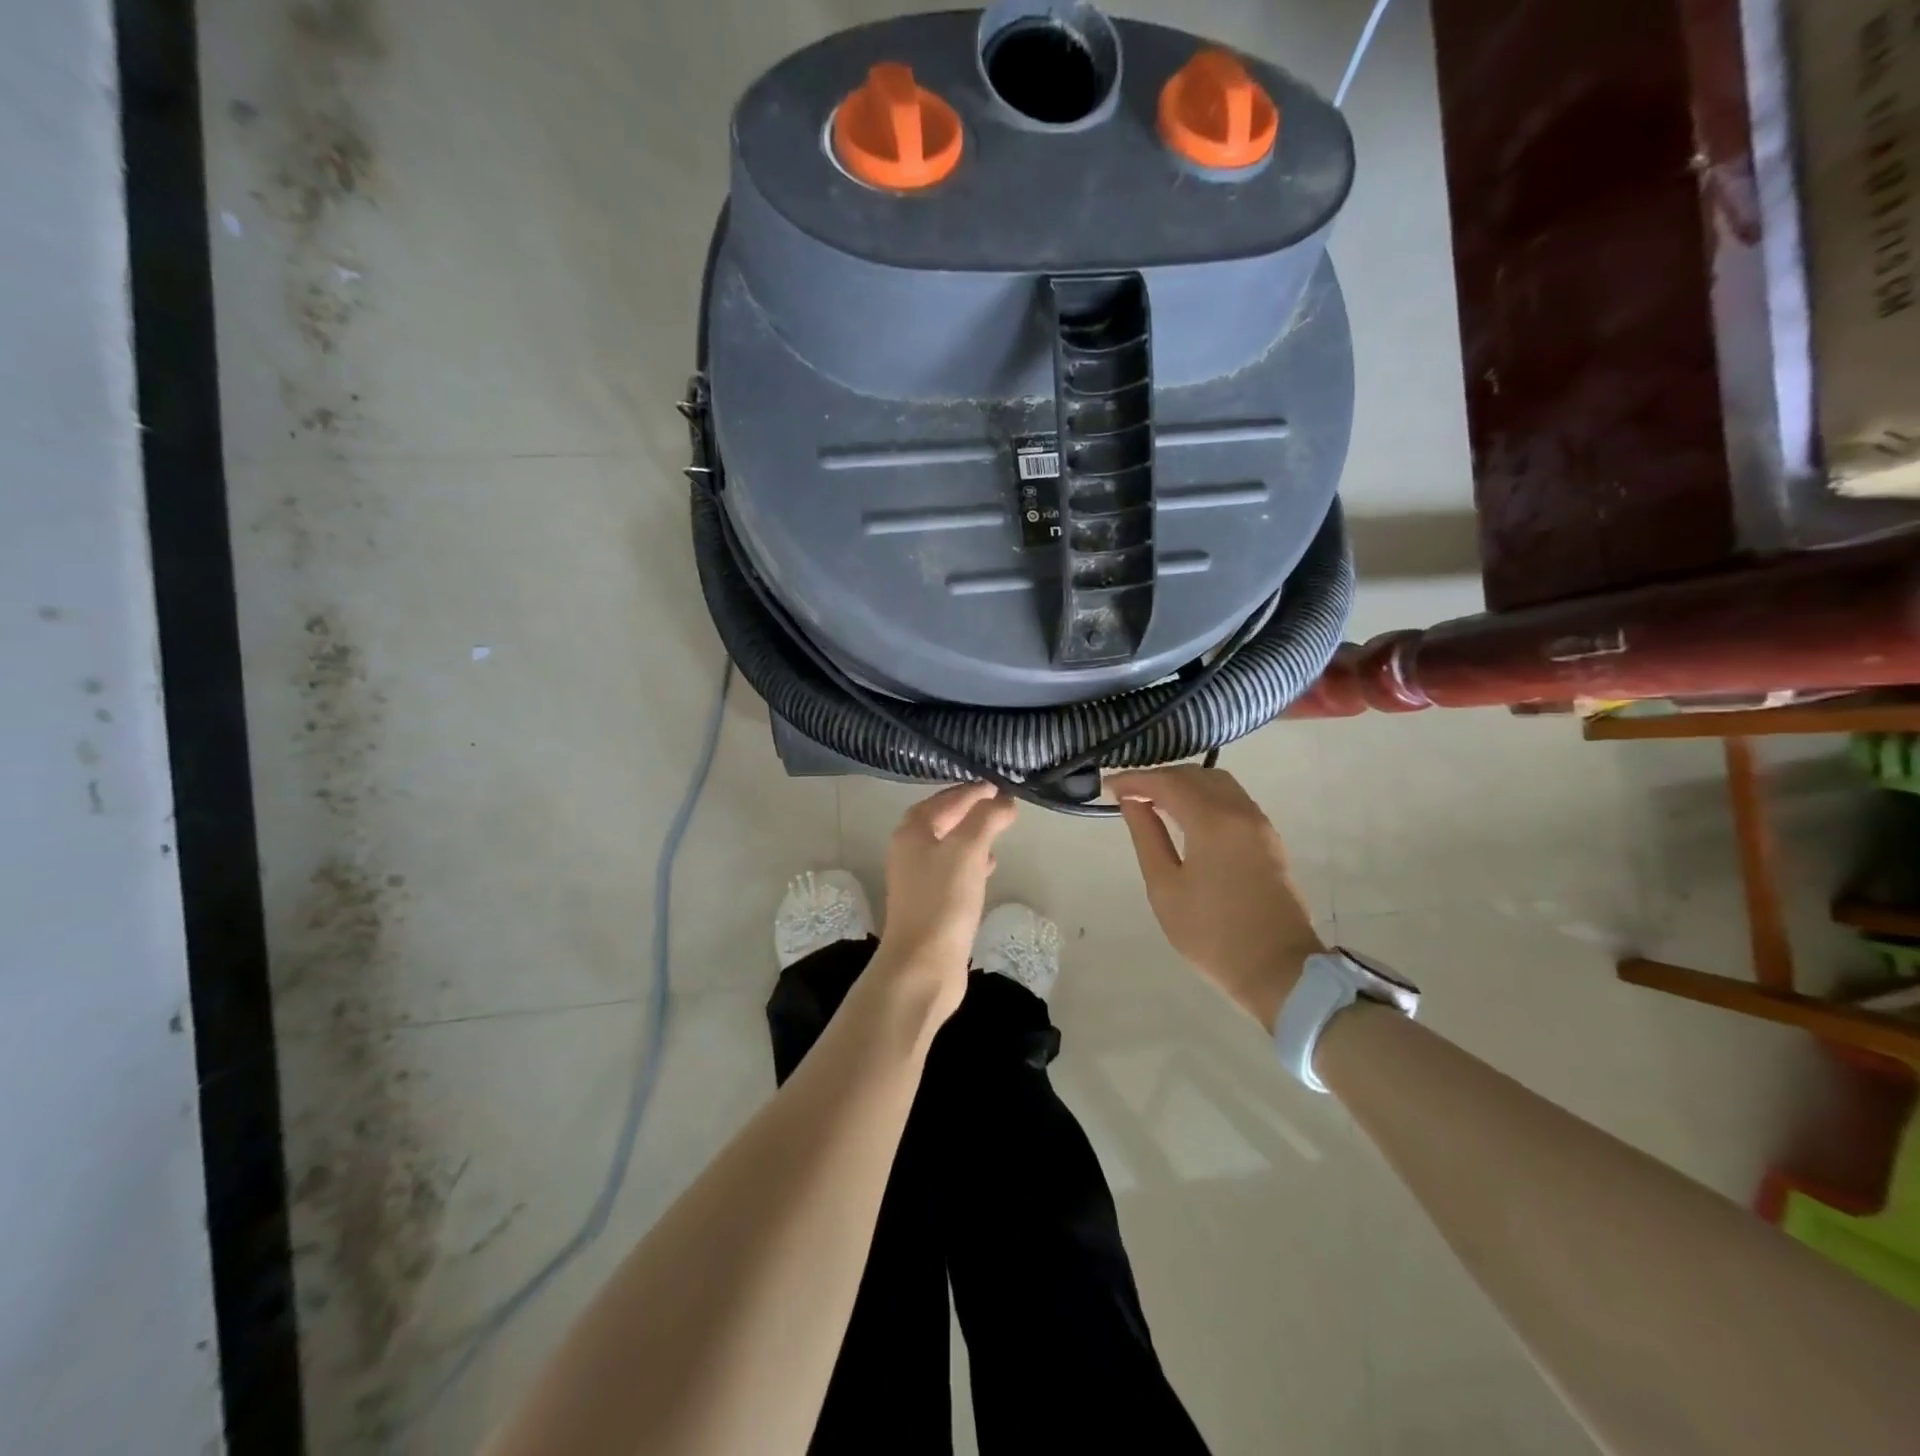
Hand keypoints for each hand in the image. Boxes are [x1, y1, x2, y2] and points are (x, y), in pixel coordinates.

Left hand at [874, 782, 1018, 1023]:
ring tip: (999, 831)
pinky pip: (954, 872)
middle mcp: (910, 851)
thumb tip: (1004, 799)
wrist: (923, 966)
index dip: (971, 791)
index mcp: (912, 832)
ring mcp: (919, 880)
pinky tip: (990, 866)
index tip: (999, 785)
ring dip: (972, 836)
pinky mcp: (932, 904)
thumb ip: (986, 819)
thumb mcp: (968, 850)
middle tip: (1001, 804)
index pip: (943, 799)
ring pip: (949, 846)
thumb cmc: (942, 901)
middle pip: (942, 820)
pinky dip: (972, 863)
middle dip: (971, 811)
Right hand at [1107, 767, 1324, 1031]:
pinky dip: (1205, 796)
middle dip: (1159, 777)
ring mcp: (1259, 823)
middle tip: (1129, 793)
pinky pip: (1233, 799)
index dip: (1136, 779)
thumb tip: (1132, 802)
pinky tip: (1186, 815)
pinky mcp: (1269, 838)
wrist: (1279, 970)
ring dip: (1184, 784)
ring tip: (1155, 801)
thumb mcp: (1165, 888)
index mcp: (1213, 822)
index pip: (1168, 783)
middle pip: (1195, 775)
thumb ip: (1147, 837)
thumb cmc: (1212, 934)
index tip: (1110, 786)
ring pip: (1218, 783)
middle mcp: (1240, 811)